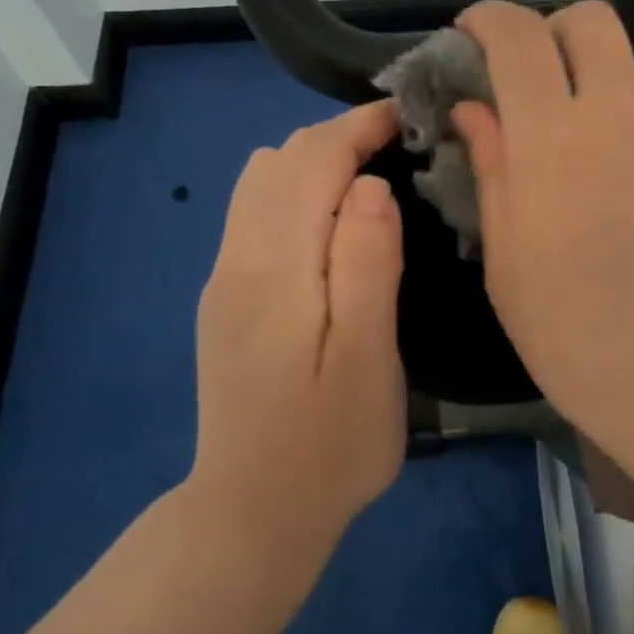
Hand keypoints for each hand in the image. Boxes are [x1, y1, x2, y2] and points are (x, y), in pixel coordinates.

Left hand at [190, 101, 406, 567]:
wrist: (250, 516)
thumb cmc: (327, 447)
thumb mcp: (367, 362)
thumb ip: (368, 266)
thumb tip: (370, 185)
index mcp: (273, 269)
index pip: (311, 162)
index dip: (360, 127)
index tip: (410, 117)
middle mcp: (236, 259)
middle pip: (279, 160)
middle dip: (339, 137)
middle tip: (402, 148)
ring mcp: (223, 278)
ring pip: (260, 181)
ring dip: (315, 161)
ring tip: (372, 178)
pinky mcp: (225, 297)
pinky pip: (255, 212)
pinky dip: (296, 190)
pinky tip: (334, 221)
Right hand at [452, 0, 633, 474]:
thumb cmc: (580, 342)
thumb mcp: (507, 266)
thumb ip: (491, 171)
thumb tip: (475, 109)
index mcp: (555, 139)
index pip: (519, 36)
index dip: (489, 20)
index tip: (474, 36)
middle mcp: (627, 114)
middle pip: (591, 21)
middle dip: (551, 34)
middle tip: (534, 86)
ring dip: (601, 91)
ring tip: (592, 161)